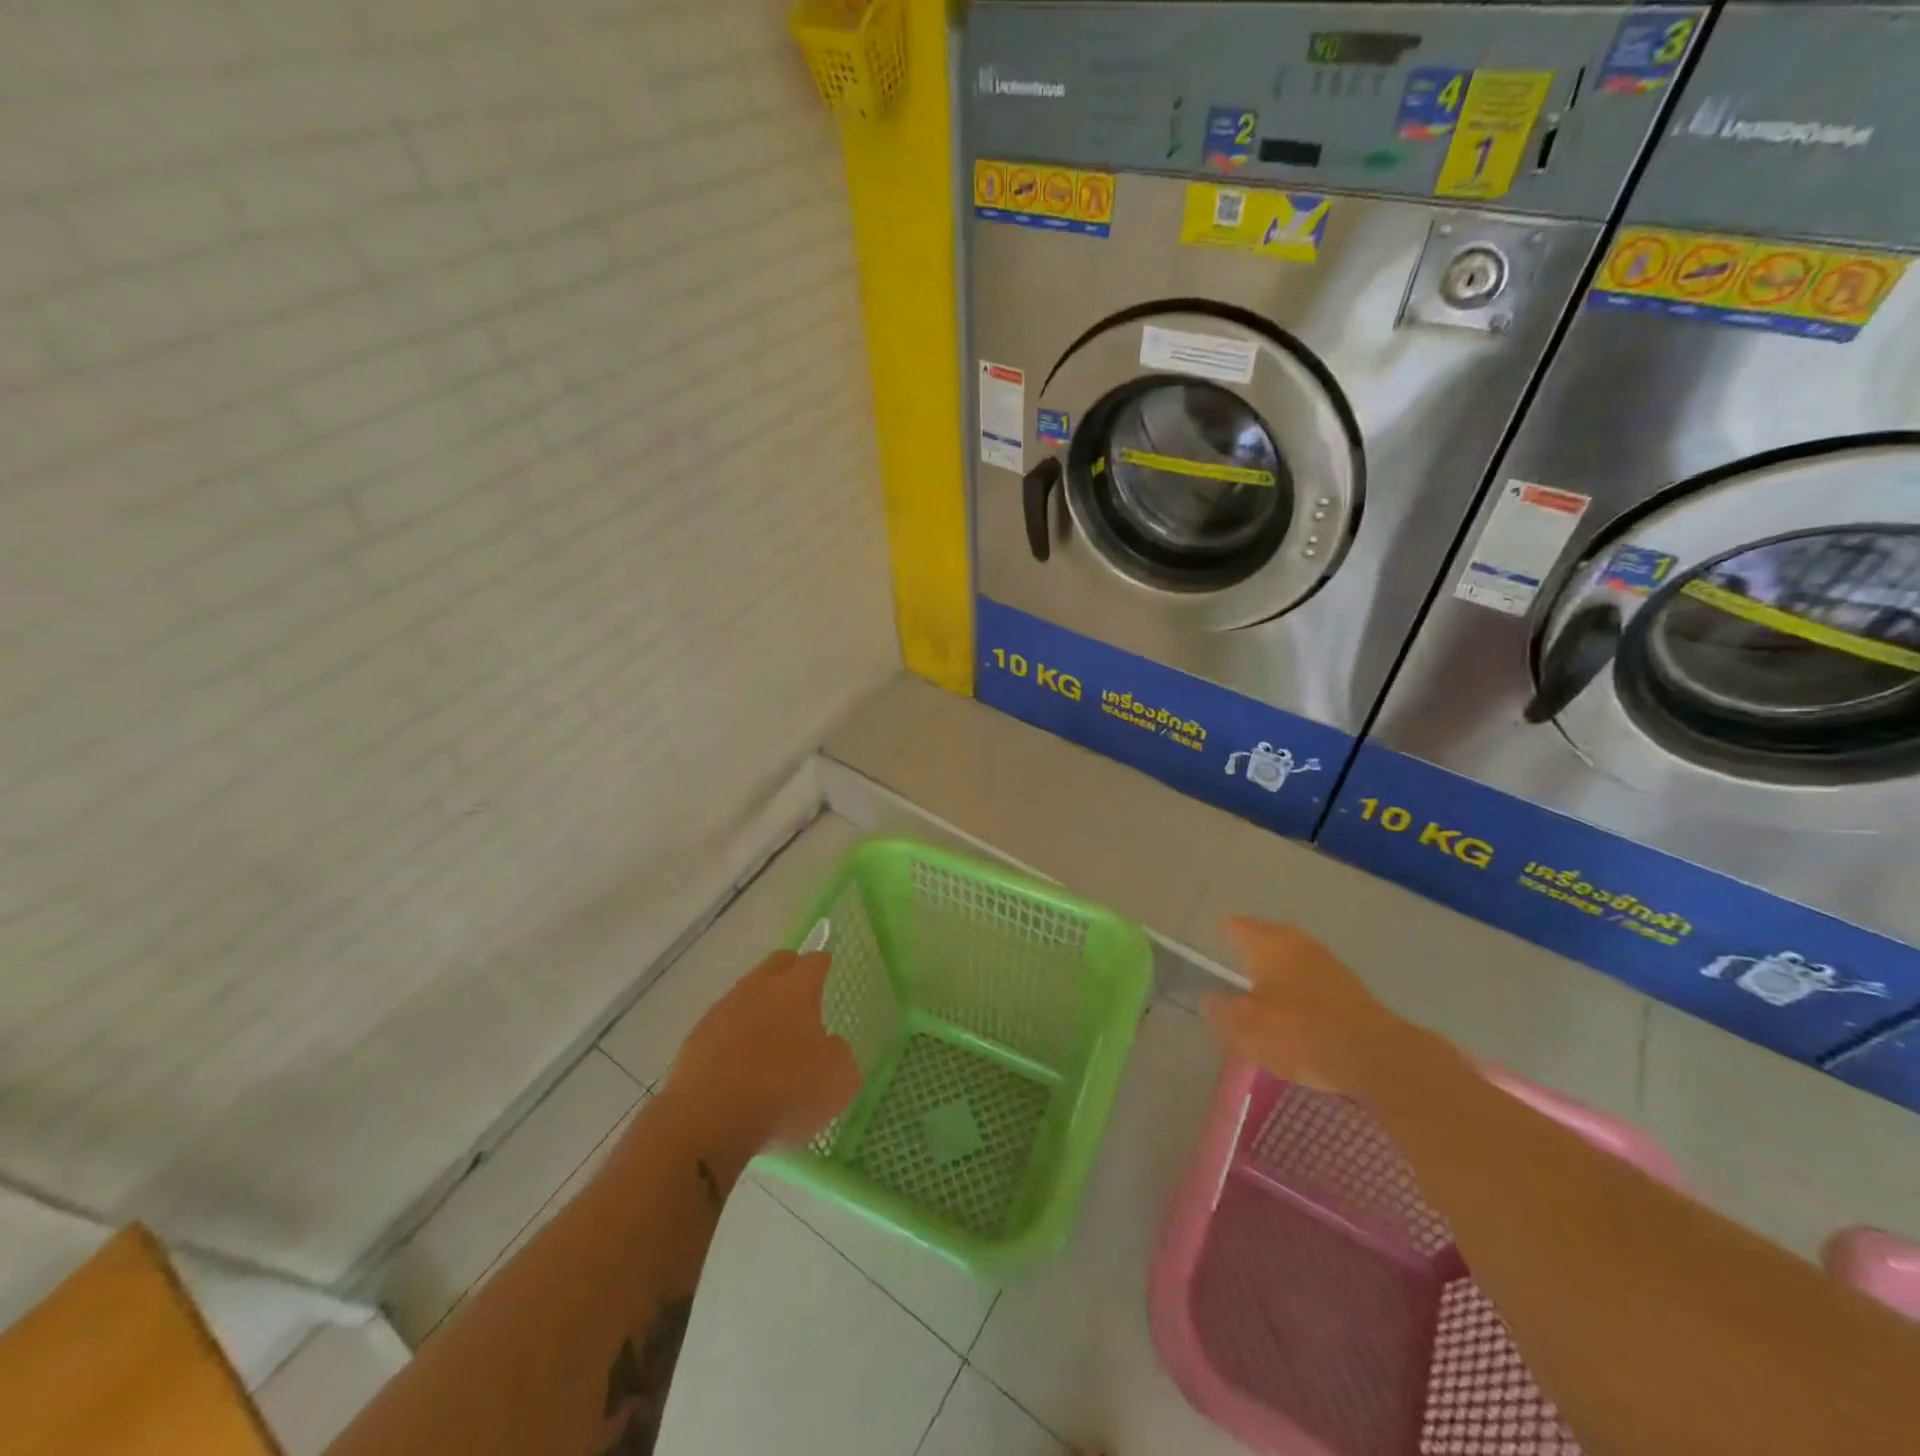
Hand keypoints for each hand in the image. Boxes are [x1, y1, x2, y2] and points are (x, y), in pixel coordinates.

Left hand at [660, 950, 860, 1157]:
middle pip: (777, 964)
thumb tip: (829, 1045)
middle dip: (791, 970)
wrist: (709, 1120)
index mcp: (796, 989)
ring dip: (760, 1003)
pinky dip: (735, 1033)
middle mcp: (758, 989)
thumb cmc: (784, 1091)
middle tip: (801, 988)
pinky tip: (740, 1058)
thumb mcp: (838, 1080)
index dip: (823, 963)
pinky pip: (723, 1024)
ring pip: (746, 992)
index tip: (827, 965)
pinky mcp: (696, 1038)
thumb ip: (839, 1054)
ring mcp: (723, 1010)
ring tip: (770, 1030)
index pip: (814, 962)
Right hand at [1201, 918, 1405, 1093]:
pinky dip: (1298, 983)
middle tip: (1234, 956)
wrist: (1376, 1056)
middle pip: (1268, 936)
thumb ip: (1222, 1010)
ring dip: (1277, 965)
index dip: (1223, 931)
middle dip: (1252, 945)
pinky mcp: (1350, 988)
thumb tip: (1209, 997)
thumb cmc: (1301, 1033)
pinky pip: (1312, 976)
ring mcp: (1327, 962)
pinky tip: (1294, 1002)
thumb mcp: (1248, 1027)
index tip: (1211, 938)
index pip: (1238, 926)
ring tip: (1261, 981)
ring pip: (1292, 955)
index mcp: (1269, 944)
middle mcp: (1297, 943)